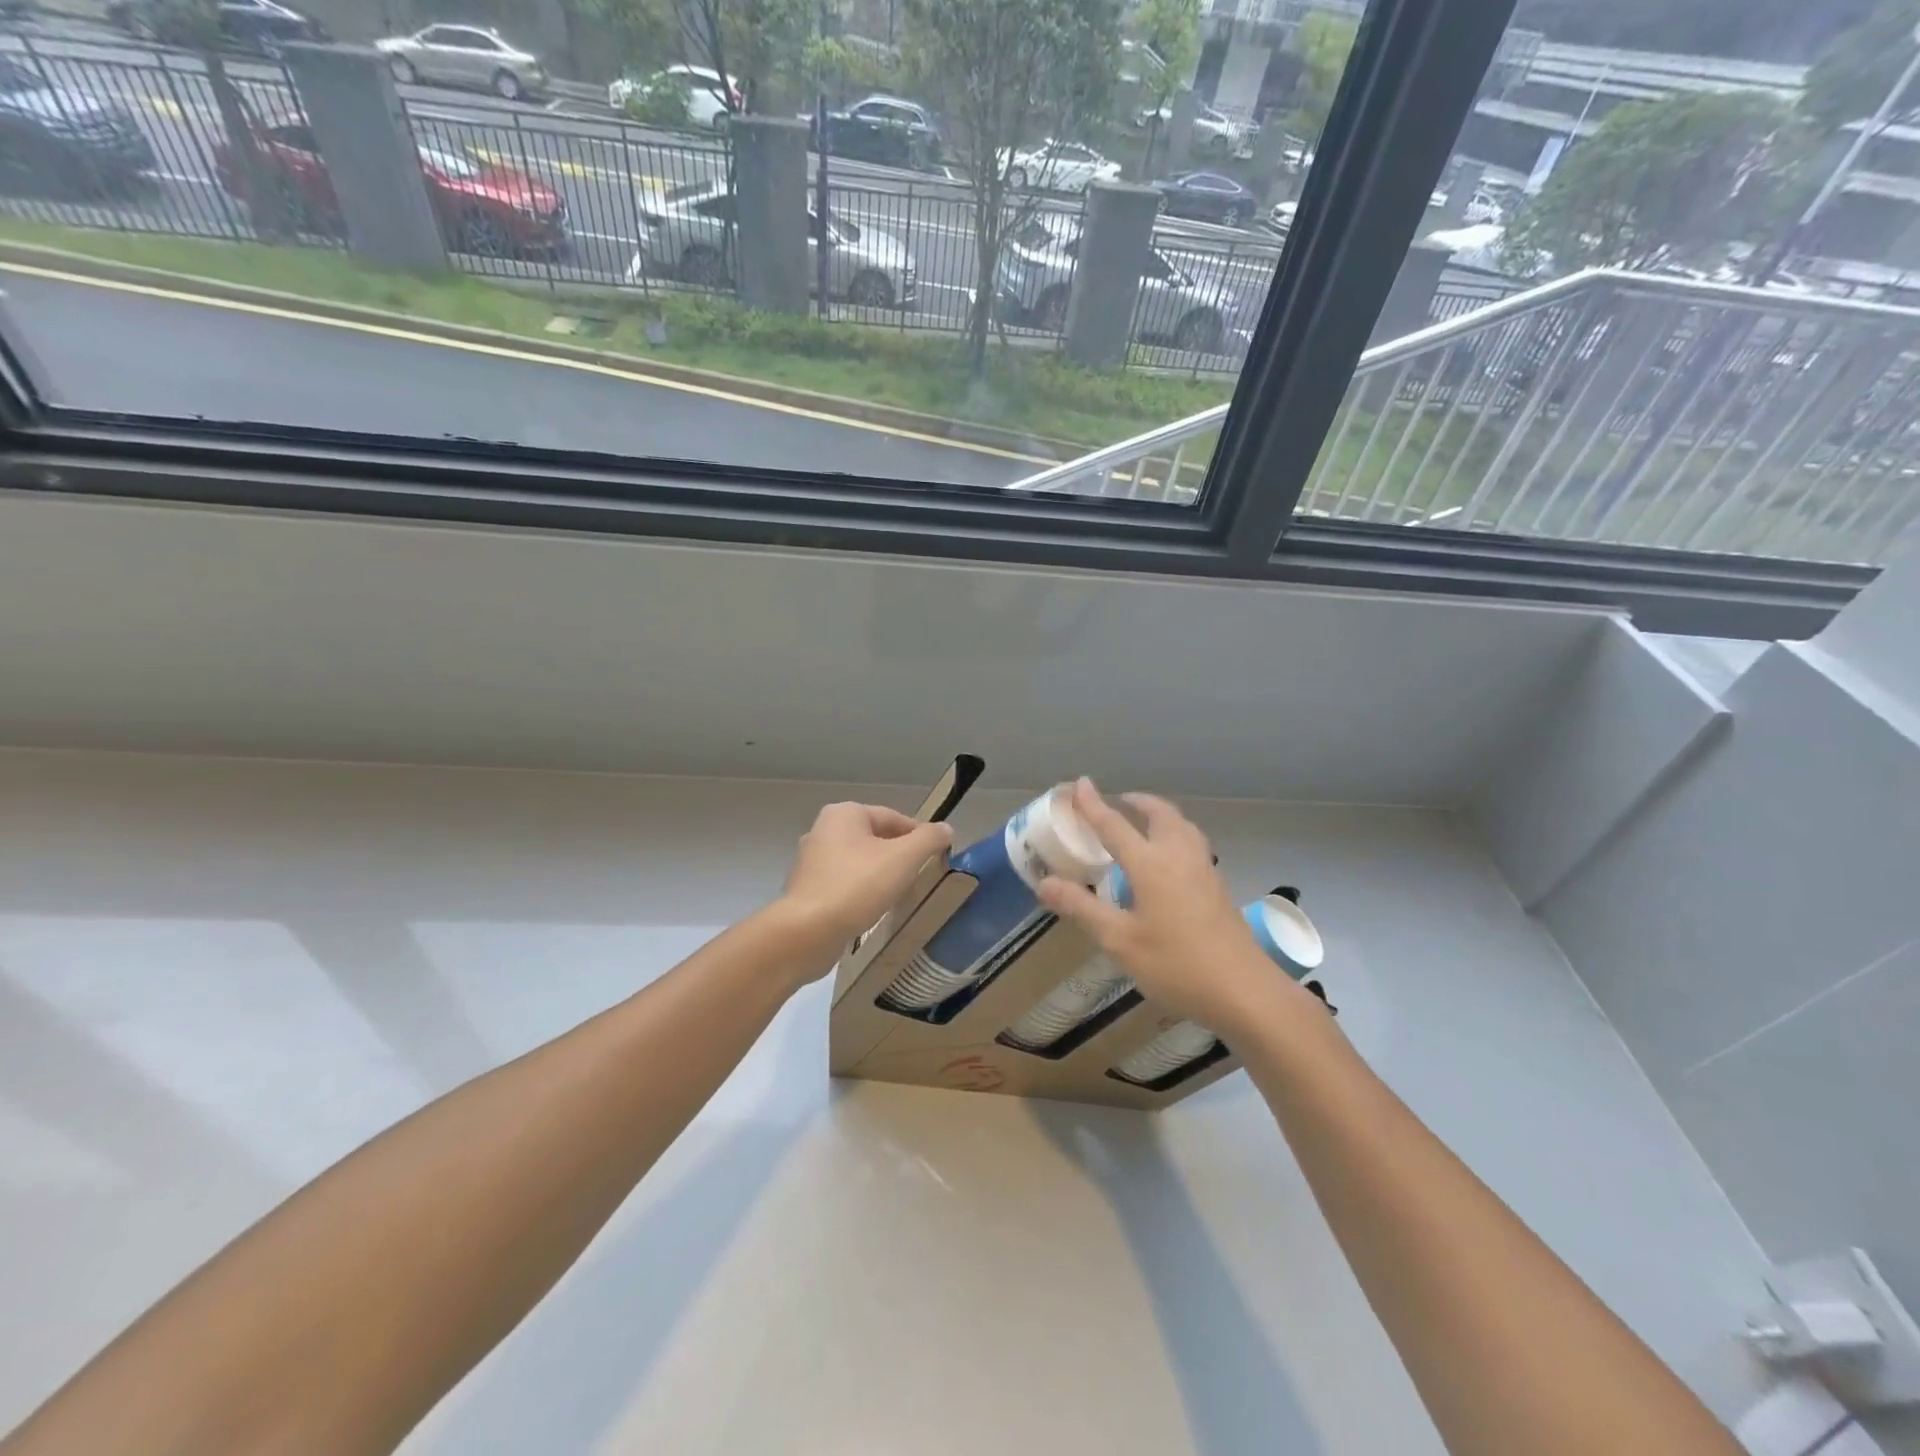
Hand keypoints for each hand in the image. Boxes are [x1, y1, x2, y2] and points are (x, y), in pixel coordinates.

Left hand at [778, 802, 953, 967]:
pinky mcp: (806, 889)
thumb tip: (946, 828)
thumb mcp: (903, 858)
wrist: (807, 932)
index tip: (937, 855)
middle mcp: (823, 830)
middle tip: (921, 875)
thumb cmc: (858, 886)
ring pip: (859, 861)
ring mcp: (811, 860)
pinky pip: (844, 883)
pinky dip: (861, 891)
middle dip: (899, 855)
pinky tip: (873, 908)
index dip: (919, 835)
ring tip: (900, 894)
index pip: (893, 817)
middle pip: (875, 838)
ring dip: (880, 874)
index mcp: (845, 814)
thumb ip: (928, 839)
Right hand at [1035, 779, 1295, 1035]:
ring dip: (1159, 816)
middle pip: (1159, 814)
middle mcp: (1179, 856)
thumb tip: (1044, 882)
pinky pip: (1192, 844)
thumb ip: (1082, 908)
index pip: (1115, 825)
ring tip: (1142, 824)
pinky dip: (1173, 835)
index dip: (1093, 804)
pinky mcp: (1218, 887)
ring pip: (1181, 826)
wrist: (1245, 992)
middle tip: (1118, 803)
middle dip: (1136, 802)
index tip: (1080, 783)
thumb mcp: (1120, 941)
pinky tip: (1167, 861)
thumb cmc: (1177, 965)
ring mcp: (1204, 870)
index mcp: (1151, 864)